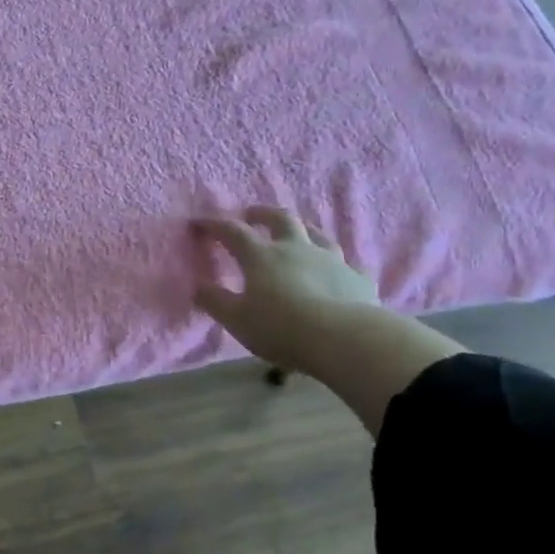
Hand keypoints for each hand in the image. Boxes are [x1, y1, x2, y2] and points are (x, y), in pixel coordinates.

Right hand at [193, 208, 378, 372]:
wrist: (344, 339)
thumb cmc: (281, 328)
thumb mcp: (237, 319)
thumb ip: (214, 300)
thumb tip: (196, 285)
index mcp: (262, 256)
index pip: (233, 231)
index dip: (214, 224)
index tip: (198, 223)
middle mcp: (296, 249)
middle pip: (280, 219)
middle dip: (263, 213)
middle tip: (251, 214)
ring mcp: (331, 260)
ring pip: (318, 234)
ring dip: (303, 230)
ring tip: (296, 234)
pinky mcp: (358, 278)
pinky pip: (348, 264)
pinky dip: (338, 264)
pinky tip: (338, 271)